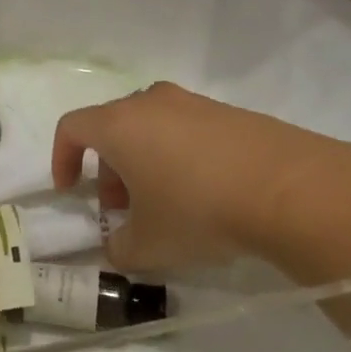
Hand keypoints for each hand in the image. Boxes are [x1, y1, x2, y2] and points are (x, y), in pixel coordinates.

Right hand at [51, 82, 350, 271]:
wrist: (288, 188)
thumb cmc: (198, 209)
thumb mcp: (150, 244)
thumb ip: (119, 248)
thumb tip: (116, 248)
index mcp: (119, 124)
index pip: (72, 127)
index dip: (62, 158)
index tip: (71, 191)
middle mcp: (150, 103)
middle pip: (112, 127)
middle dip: (107, 167)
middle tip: (122, 207)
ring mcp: (192, 102)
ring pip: (150, 127)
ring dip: (143, 161)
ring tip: (164, 203)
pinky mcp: (227, 112)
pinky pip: (186, 129)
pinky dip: (179, 155)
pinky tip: (204, 192)